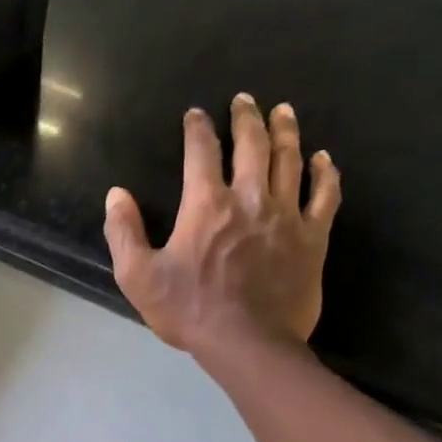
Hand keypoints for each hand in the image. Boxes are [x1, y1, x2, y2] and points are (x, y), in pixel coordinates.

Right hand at [104, 96, 340, 374]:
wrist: (248, 342)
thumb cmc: (189, 310)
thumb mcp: (138, 276)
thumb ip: (124, 232)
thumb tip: (116, 194)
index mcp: (206, 205)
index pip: (201, 152)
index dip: (197, 129)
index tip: (196, 114)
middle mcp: (250, 198)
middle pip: (252, 145)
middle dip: (247, 118)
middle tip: (245, 100)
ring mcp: (287, 216)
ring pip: (290, 160)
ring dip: (286, 132)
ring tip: (283, 112)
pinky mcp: (313, 238)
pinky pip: (324, 195)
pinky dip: (325, 173)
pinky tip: (324, 159)